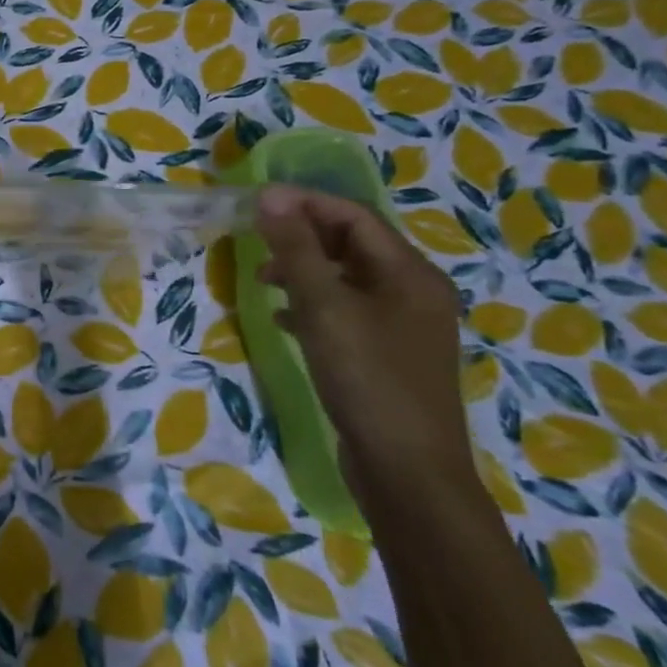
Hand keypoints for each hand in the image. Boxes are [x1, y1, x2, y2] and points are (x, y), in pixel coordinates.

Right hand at [253, 184, 470, 500]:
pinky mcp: (386, 354)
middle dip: (300, 237)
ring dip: (302, 270)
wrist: (406, 470)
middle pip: (351, 245)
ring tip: (261, 280)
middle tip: (253, 240)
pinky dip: (311, 305)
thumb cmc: (367, 377)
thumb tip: (270, 196)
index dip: (304, 203)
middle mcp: (413, 292)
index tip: (255, 203)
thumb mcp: (324, 307)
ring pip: (345, 278)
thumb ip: (295, 249)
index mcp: (410, 273)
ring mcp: (402, 325)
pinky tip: (282, 318)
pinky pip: (344, 311)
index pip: (354, 216)